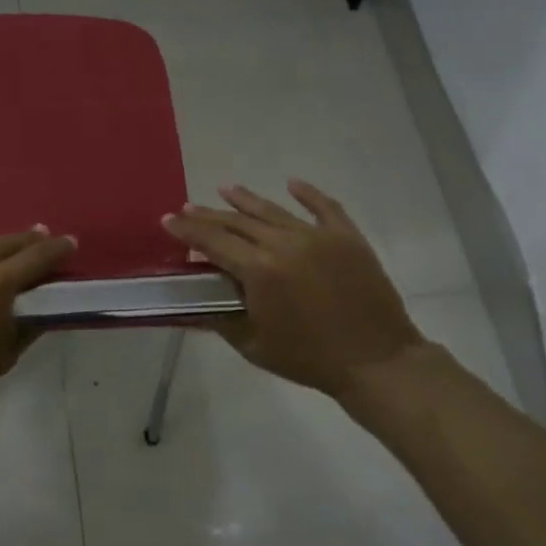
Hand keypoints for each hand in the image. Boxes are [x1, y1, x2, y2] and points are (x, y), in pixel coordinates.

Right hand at [163, 181, 426, 402]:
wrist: (377, 362)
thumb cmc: (310, 359)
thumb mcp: (254, 346)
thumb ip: (222, 317)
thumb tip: (197, 299)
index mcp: (259, 270)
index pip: (213, 241)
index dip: (187, 230)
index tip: (168, 219)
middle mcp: (284, 244)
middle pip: (238, 222)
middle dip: (209, 214)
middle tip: (189, 208)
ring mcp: (318, 236)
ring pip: (273, 210)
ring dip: (246, 199)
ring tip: (226, 188)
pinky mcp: (347, 238)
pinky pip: (324, 207)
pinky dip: (308, 193)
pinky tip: (292, 183)